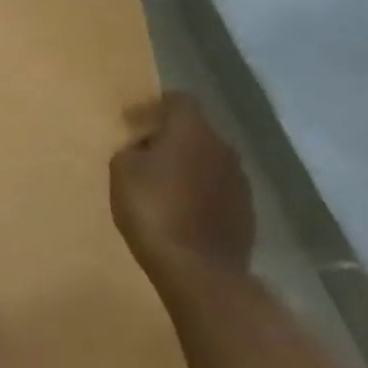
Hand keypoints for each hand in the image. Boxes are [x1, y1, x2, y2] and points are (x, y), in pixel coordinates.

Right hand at [109, 92, 254, 281]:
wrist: (198, 268)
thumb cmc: (152, 209)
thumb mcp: (122, 171)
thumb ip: (132, 150)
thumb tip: (144, 149)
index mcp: (192, 130)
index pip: (179, 99)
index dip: (154, 106)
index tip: (132, 122)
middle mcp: (222, 148)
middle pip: (194, 130)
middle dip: (170, 138)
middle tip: (143, 155)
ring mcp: (239, 181)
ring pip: (208, 160)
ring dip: (186, 166)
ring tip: (161, 185)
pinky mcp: (246, 210)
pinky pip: (217, 188)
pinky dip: (199, 191)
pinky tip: (181, 210)